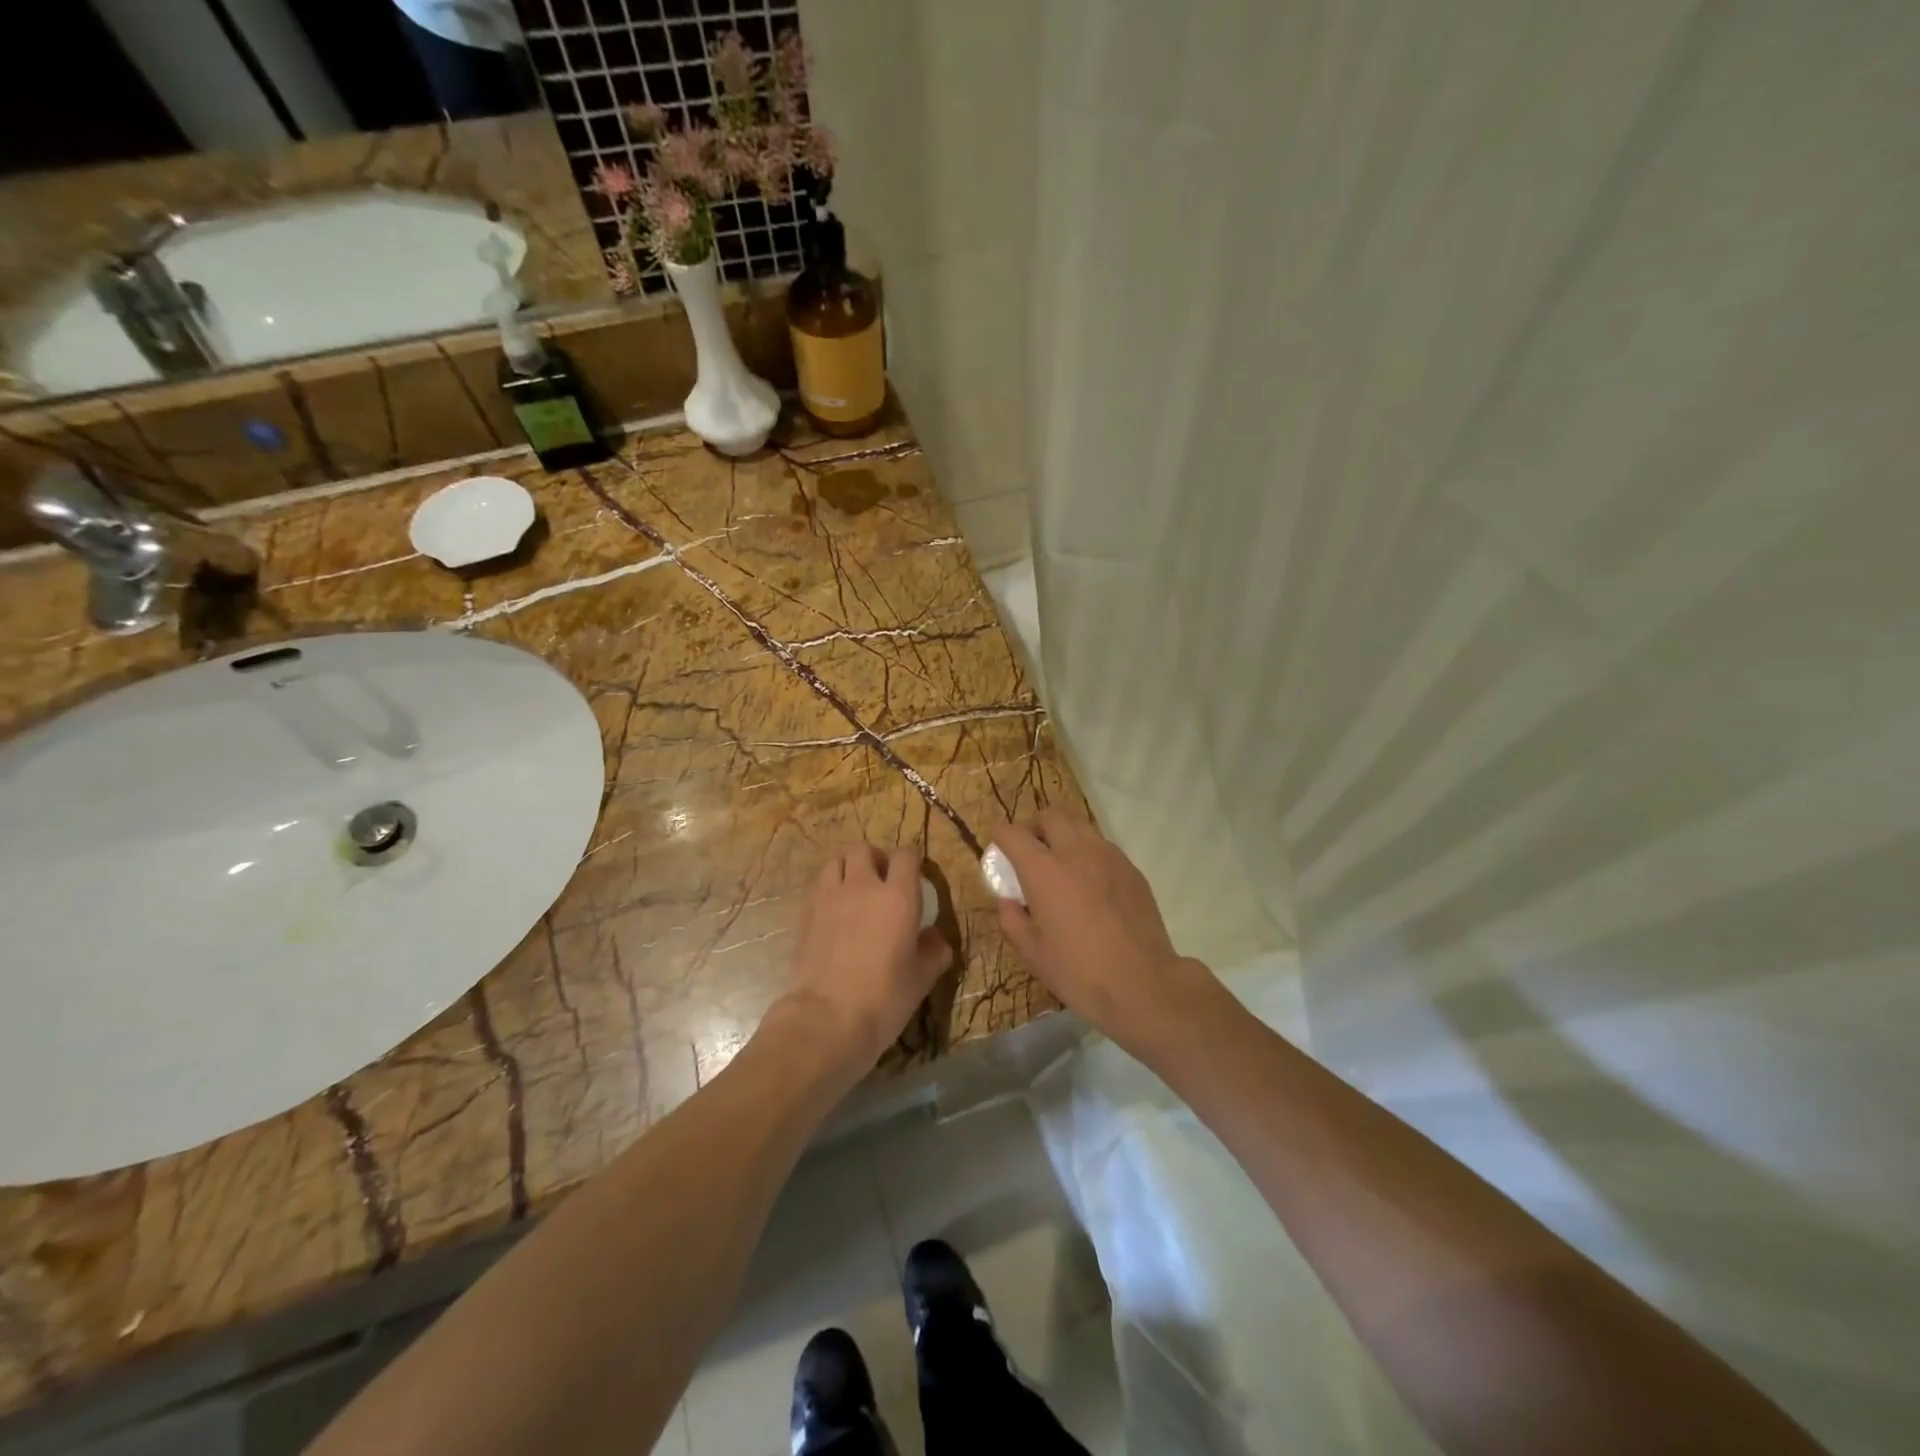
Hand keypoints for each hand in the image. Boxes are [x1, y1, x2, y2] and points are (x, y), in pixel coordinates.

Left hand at [776, 844, 952, 1073]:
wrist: (826, 1019)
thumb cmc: (884, 999)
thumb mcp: (921, 979)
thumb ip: (934, 951)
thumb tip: (935, 938)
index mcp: (898, 896)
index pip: (906, 855)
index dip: (911, 861)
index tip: (914, 877)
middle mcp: (862, 886)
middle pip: (864, 849)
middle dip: (875, 859)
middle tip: (881, 882)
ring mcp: (829, 897)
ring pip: (836, 861)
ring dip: (847, 870)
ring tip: (854, 893)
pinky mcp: (805, 914)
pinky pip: (818, 887)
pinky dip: (828, 890)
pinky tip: (834, 914)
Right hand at [993, 808, 1210, 1058]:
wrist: (1142, 983)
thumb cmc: (1078, 971)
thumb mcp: (1032, 953)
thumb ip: (1011, 919)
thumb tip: (1008, 900)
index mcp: (1044, 870)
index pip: (1013, 833)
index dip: (1000, 836)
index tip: (998, 848)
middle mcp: (1076, 852)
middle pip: (1050, 815)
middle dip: (1034, 826)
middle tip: (1031, 851)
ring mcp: (1109, 857)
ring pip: (1081, 826)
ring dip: (1064, 836)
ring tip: (1062, 865)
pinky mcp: (1132, 869)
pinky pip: (1104, 847)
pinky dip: (1089, 854)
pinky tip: (1091, 884)